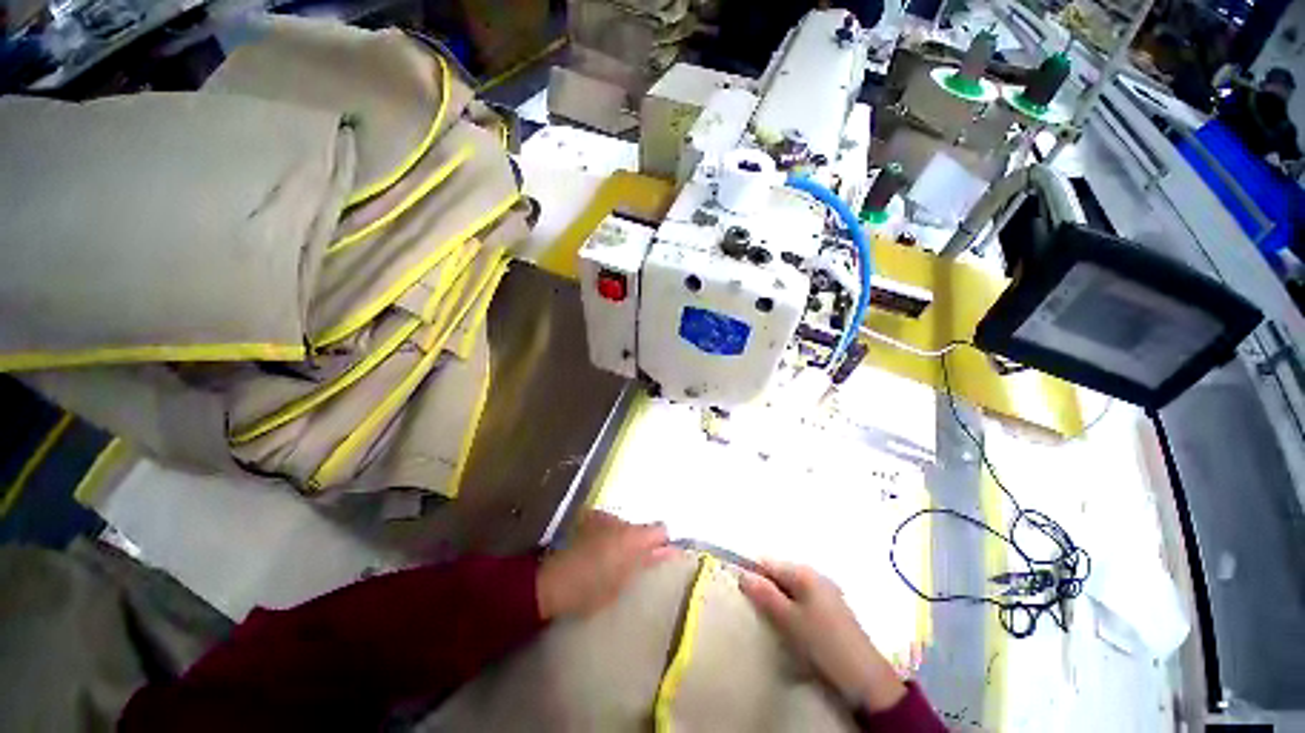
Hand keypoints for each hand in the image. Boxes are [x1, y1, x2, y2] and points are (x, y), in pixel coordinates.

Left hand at [536, 511, 671, 619]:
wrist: (551, 581)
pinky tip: (597, 550)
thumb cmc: (590, 590)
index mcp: (633, 537)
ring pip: (625, 526)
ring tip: (611, 560)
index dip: (663, 543)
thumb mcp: (623, 583)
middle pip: (642, 527)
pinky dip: (609, 535)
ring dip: (624, 539)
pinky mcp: (589, 518)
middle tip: (633, 564)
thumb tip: (670, 551)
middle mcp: (621, 520)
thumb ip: (647, 563)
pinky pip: (609, 525)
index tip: (661, 557)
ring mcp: (604, 516)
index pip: (661, 530)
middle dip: (642, 542)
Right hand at [740, 561, 906, 713]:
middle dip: (766, 589)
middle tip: (753, 610)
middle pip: (780, 575)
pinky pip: (804, 602)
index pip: (769, 563)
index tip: (740, 591)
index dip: (753, 574)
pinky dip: (793, 611)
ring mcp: (827, 593)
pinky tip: (790, 629)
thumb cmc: (823, 643)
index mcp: (804, 573)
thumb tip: (743, 574)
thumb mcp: (789, 620)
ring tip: (769, 622)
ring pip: (792, 590)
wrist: (866, 679)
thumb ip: (765, 595)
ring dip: (779, 602)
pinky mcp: (833, 611)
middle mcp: (816, 577)